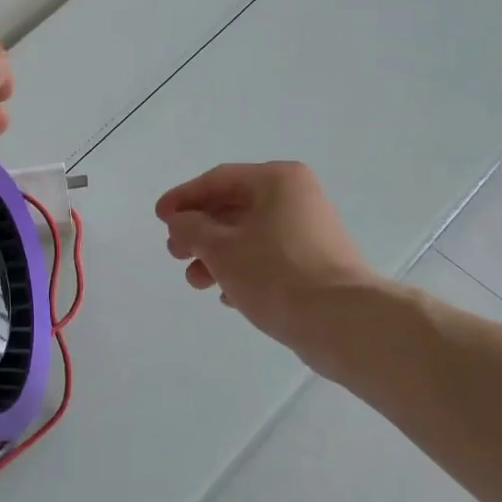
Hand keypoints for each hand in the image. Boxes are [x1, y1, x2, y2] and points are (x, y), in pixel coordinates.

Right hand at [156, 162, 375, 351]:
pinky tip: (226, 296)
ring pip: (249, 235)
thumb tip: (180, 223)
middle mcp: (296, 198)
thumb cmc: (276, 273)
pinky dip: (242, 270)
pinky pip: (268, 258)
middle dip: (199, 232)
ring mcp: (309, 231)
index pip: (218, 179)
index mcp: (277, 180)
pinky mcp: (315, 264)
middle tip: (175, 253)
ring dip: (216, 256)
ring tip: (196, 282)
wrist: (342, 322)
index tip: (159, 218)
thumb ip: (191, 229)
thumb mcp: (221, 248)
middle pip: (233, 207)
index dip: (183, 198)